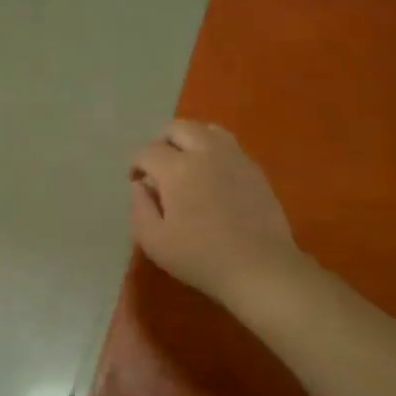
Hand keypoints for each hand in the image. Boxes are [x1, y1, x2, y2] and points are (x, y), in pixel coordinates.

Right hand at [130, 121, 303, 307]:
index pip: (147, 151)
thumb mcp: (154, 241)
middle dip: (160, 142)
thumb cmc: (200, 258)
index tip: (137, 182)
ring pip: (206, 129)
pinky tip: (212, 176)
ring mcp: (234, 157)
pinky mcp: (254, 168)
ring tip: (185, 163)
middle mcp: (205, 152)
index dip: (136, 164)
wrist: (259, 267)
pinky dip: (212, 150)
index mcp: (176, 169)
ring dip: (189, 140)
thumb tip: (140, 185)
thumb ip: (139, 208)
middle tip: (157, 167)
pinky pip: (228, 145)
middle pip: (177, 128)